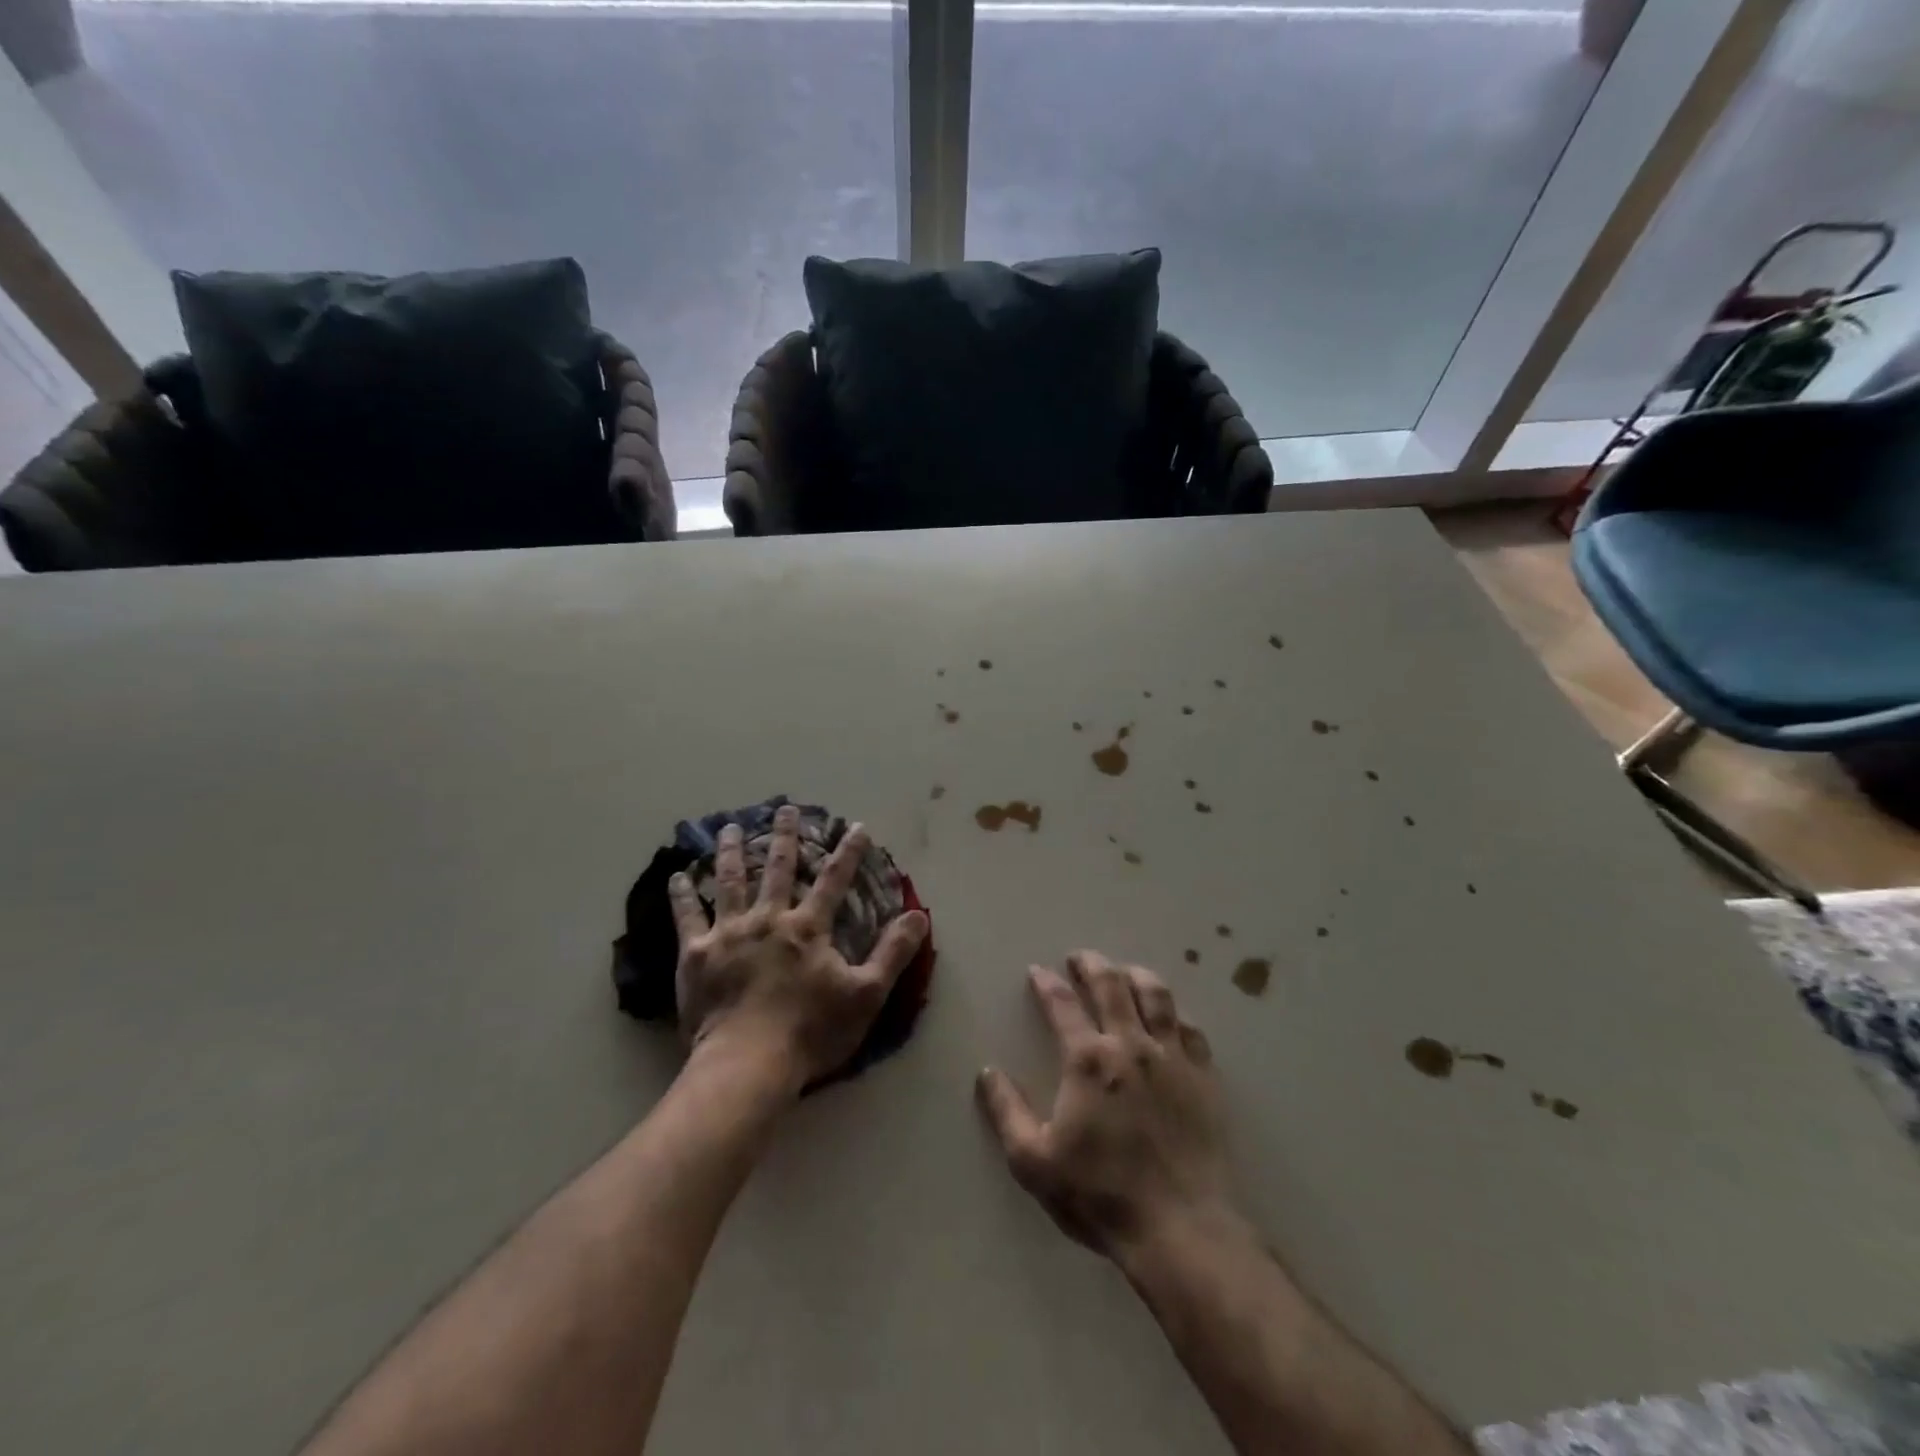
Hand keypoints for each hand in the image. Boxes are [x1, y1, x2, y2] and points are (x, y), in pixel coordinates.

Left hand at [669, 807, 928, 1094]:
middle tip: (784, 809)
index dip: (848, 852)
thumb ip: (893, 953)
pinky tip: (676, 875)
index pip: (834, 880)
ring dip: (731, 852)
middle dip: (785, 837)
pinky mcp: (695, 954)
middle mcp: (768, 919)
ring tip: (729, 827)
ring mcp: (728, 933)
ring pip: (730, 881)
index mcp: (808, 928)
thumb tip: (919, 915)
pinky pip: (686, 916)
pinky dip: (682, 894)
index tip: (856, 826)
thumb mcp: (866, 995)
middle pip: (778, 869)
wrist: (746, 1065)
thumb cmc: (810, 1031)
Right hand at [976, 951, 1238, 1264]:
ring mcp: (1172, 1058)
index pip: (1061, 1005)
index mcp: (1088, 1060)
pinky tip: (1171, 1017)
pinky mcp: (1204, 1077)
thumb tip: (988, 1072)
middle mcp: (1130, 1045)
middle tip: (1080, 956)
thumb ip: (1007, 1111)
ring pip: (1156, 996)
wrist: (1181, 1227)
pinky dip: (1176, 1014)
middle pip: (1111, 985)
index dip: (1046, 983)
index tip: (1037, 971)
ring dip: (1136, 975)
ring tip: (1125, 971)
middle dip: (1091, 964)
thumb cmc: (1101, 1194)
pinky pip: (1190, 1030)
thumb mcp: (1034, 1161)